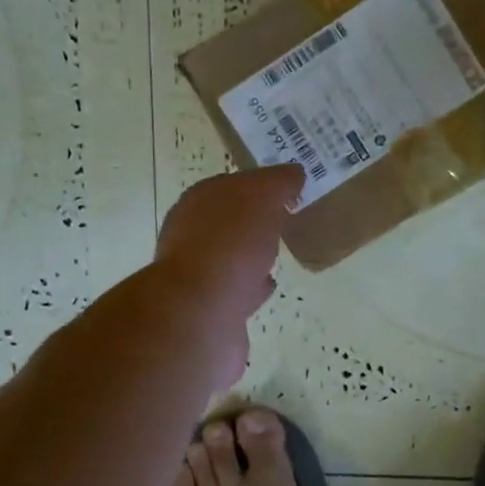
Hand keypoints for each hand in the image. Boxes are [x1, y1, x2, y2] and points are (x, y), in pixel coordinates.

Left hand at [155, 165, 302, 381]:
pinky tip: (268, 284)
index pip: (232, 184)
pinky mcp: (209, 307)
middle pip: (228, 220)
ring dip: (251, 252)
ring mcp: (198, 274)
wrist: (202, 312)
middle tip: (285, 217)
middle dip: (252, 219)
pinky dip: (252, 285)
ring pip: (231, 255)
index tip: (291, 188)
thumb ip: (278, 182)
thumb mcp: (261, 198)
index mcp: (199, 201)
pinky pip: (236, 289)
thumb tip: (293, 173)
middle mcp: (191, 234)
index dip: (260, 184)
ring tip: (279, 250)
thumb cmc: (230, 244)